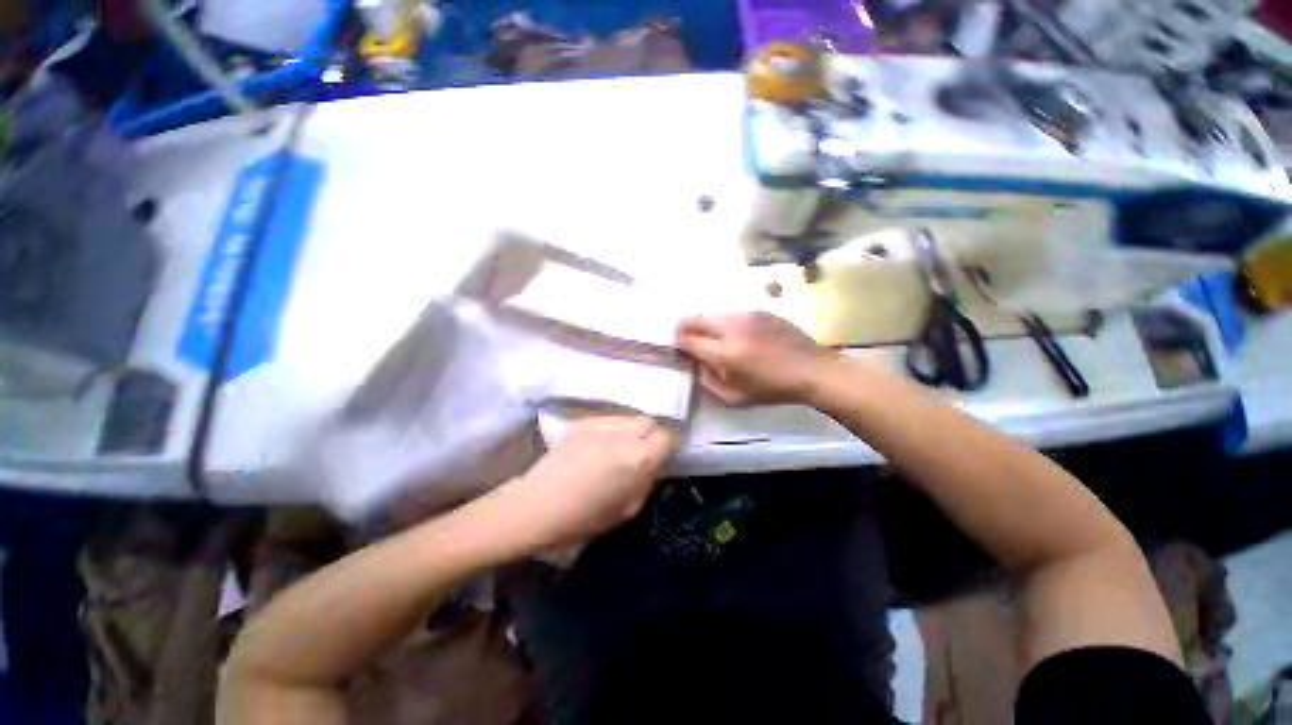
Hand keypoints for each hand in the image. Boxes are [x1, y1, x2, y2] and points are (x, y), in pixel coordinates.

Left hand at [491, 416, 676, 549]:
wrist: (537, 506)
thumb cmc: (584, 519)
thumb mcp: (627, 510)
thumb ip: (646, 483)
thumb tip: (654, 467)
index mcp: (638, 459)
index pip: (667, 437)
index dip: (668, 447)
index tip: (662, 458)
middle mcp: (623, 434)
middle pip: (649, 422)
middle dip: (651, 435)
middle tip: (641, 453)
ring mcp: (601, 424)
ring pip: (629, 418)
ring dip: (632, 431)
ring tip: (620, 448)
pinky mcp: (582, 422)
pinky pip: (608, 420)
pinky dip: (612, 430)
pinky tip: (600, 445)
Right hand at [676, 312, 830, 405]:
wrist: (812, 369)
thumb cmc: (773, 389)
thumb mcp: (736, 398)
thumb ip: (708, 382)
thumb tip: (696, 365)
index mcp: (725, 352)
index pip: (688, 340)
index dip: (678, 344)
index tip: (678, 349)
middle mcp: (731, 327)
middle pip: (695, 319)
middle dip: (685, 329)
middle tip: (689, 341)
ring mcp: (746, 315)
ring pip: (713, 315)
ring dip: (707, 326)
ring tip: (717, 340)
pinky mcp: (759, 310)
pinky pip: (732, 314)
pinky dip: (727, 324)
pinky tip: (739, 336)